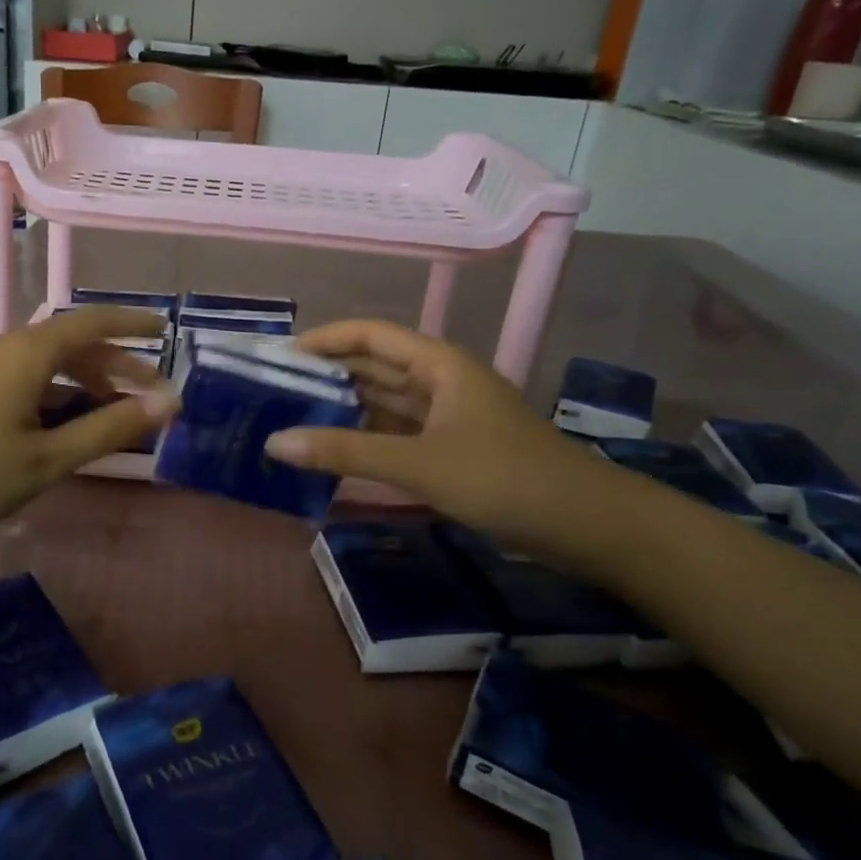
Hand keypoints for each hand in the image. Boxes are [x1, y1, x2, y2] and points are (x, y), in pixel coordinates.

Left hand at [0, 308, 179, 546]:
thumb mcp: (46, 459)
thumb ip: (108, 429)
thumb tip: (167, 403)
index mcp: (29, 353)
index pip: (93, 322)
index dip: (133, 324)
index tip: (166, 332)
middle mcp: (5, 347)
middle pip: (72, 343)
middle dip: (115, 363)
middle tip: (150, 392)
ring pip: (46, 362)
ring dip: (84, 381)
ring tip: (110, 412)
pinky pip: (23, 377)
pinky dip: (54, 392)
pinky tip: (58, 424)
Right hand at [263, 319, 604, 545]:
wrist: (586, 524)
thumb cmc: (503, 477)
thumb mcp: (419, 463)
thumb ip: (346, 452)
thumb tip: (275, 443)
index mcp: (438, 364)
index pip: (370, 335)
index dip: (325, 339)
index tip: (279, 357)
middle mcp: (441, 382)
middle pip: (375, 367)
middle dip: (328, 376)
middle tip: (275, 392)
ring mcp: (448, 417)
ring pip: (386, 403)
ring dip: (345, 409)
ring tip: (293, 419)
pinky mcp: (453, 450)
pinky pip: (398, 435)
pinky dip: (367, 440)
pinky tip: (335, 453)